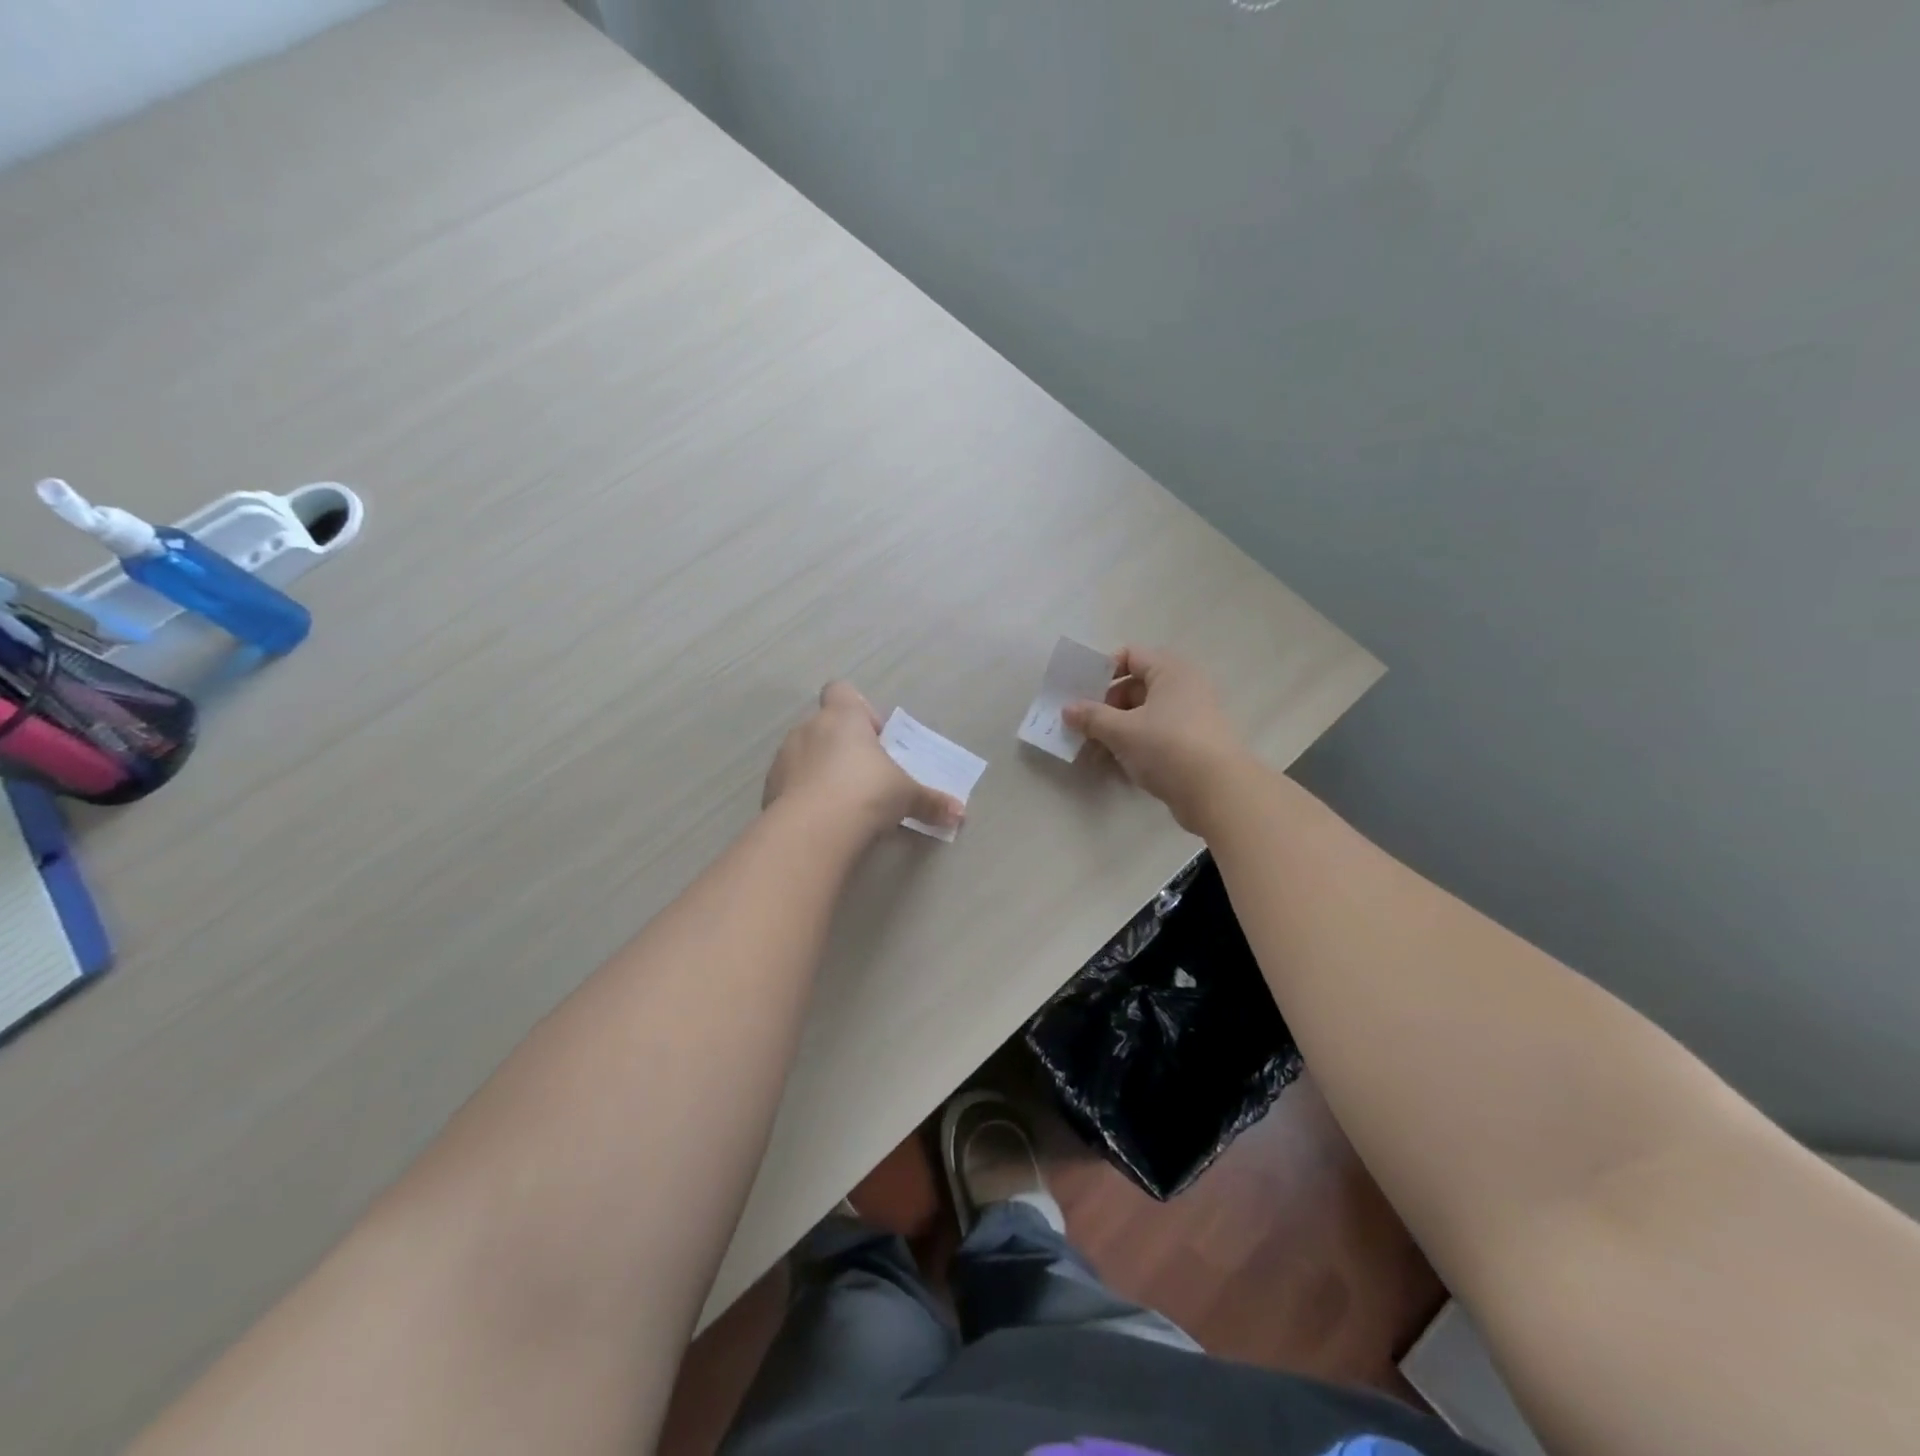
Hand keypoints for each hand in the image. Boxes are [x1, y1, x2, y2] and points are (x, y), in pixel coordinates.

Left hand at [764, 682, 964, 836]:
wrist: (814, 829)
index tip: (875, 739)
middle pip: (825, 726)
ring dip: (821, 772)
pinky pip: (790, 785)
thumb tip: (960, 813)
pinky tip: (822, 821)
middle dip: (843, 748)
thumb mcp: (907, 796)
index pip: (841, 691)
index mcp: (842, 717)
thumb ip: (931, 802)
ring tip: (843, 804)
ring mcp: (784, 759)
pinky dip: (804, 797)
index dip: (858, 710)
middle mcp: (808, 729)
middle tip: (866, 778)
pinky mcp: (769, 790)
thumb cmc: (867, 792)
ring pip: (805, 756)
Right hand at [1062, 647, 1247, 831]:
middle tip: (1080, 727)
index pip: (1130, 655)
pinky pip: (1154, 737)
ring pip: (1142, 716)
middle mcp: (1183, 688)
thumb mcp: (1122, 731)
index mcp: (1170, 671)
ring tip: (1091, 752)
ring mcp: (1189, 718)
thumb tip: (1067, 709)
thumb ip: (1091, 717)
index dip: (1102, 671)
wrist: (1217, 792)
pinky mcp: (1190, 745)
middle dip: (1104, 708)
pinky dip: (1133, 746)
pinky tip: (1112, 766)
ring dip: (1114, 731)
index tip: (1080, 693)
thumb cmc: (1167, 747)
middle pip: (1134, 687)